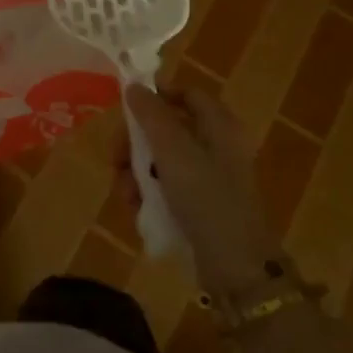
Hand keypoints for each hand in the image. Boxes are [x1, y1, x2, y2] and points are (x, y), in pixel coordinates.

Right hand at [124, 85, 281, 293]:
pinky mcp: (200, 205)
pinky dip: (149, 193)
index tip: (126, 108)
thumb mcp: (173, 150)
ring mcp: (209, 178)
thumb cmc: (206, 197)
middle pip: (167, 128)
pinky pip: (167, 187)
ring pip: (161, 160)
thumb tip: (134, 86)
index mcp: (219, 125)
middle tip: (116, 158)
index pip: (187, 93)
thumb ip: (151, 115)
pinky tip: (136, 207)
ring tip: (125, 193)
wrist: (236, 267)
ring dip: (136, 172)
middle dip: (136, 142)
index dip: (157, 94)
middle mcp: (216, 146)